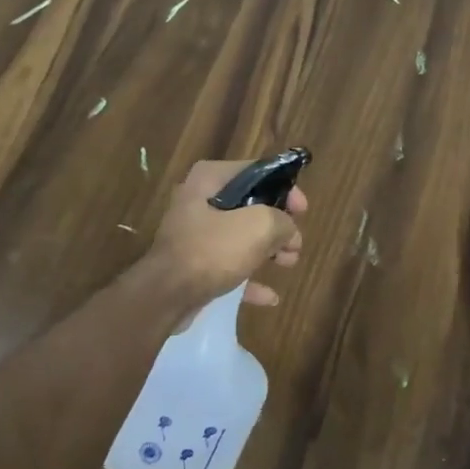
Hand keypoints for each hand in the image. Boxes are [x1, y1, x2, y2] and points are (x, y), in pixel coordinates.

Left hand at [142, 159, 306, 308]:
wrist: (166, 295)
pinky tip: (270, 296)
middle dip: (277, 225)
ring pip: (240, 237)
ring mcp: (194, 235)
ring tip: (289, 263)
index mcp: (209, 179)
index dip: (284, 188)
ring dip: (268, 250)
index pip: (256, 172)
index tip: (303, 210)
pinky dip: (249, 278)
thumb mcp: (259, 226)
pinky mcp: (192, 265)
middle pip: (249, 206)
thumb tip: (288, 230)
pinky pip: (228, 266)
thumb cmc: (212, 250)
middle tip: (296, 242)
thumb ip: (282, 221)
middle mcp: (199, 201)